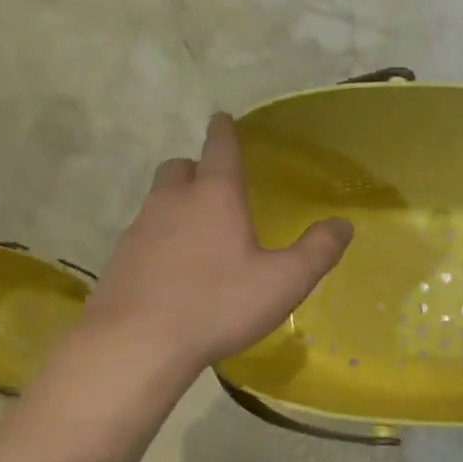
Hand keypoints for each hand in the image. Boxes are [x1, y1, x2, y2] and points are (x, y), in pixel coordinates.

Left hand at [79, 113, 352, 379]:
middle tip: (213, 184)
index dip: (224, 132)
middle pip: (179, 168)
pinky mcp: (119, 260)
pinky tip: (174, 269)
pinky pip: (143, 235)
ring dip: (176, 203)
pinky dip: (160, 239)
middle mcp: (172, 202)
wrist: (136, 343)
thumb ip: (317, 251)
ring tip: (198, 231)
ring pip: (158, 201)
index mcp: (215, 197)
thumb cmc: (218, 304)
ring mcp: (139, 230)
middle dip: (196, 168)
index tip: (221, 117)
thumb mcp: (284, 282)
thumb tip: (343, 224)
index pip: (220, 150)